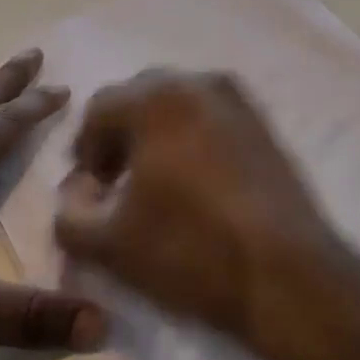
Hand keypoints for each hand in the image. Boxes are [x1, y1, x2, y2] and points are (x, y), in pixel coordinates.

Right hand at [52, 70, 340, 344]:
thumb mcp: (109, 244)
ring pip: (177, 105)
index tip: (89, 192)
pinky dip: (191, 138)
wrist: (289, 278)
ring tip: (156, 185)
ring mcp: (237, 99)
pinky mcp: (264, 123)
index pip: (98, 109)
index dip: (85, 151)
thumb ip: (70, 213)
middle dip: (120, 136)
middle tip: (117, 184)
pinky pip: (210, 118)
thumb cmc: (191, 250)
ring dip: (156, 135)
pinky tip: (195, 184)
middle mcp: (196, 82)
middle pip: (138, 98)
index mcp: (155, 97)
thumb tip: (75, 192)